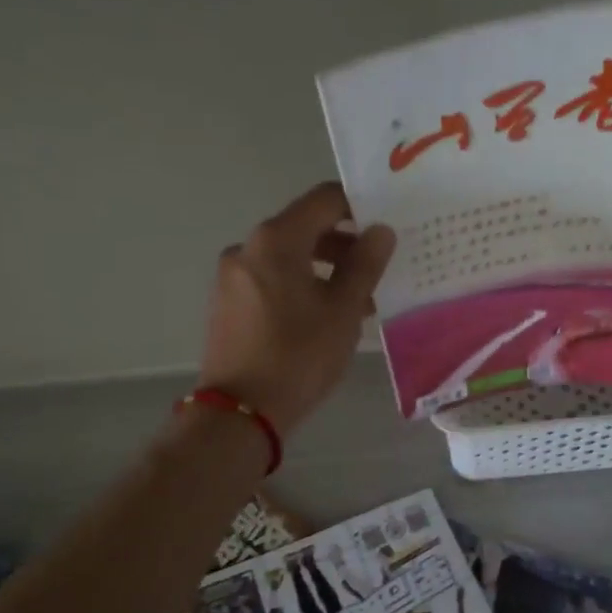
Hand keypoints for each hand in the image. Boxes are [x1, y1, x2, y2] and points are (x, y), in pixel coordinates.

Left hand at [198, 182, 395, 433]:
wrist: (239, 413)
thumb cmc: (298, 356)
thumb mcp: (343, 310)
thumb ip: (365, 264)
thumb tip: (380, 231)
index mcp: (276, 240)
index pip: (324, 199)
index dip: (358, 206)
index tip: (384, 226)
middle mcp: (248, 247)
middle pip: (304, 227)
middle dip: (344, 244)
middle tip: (377, 271)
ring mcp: (232, 275)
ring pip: (287, 257)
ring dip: (324, 269)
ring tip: (356, 303)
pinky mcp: (227, 302)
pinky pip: (270, 279)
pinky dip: (298, 285)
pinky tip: (321, 317)